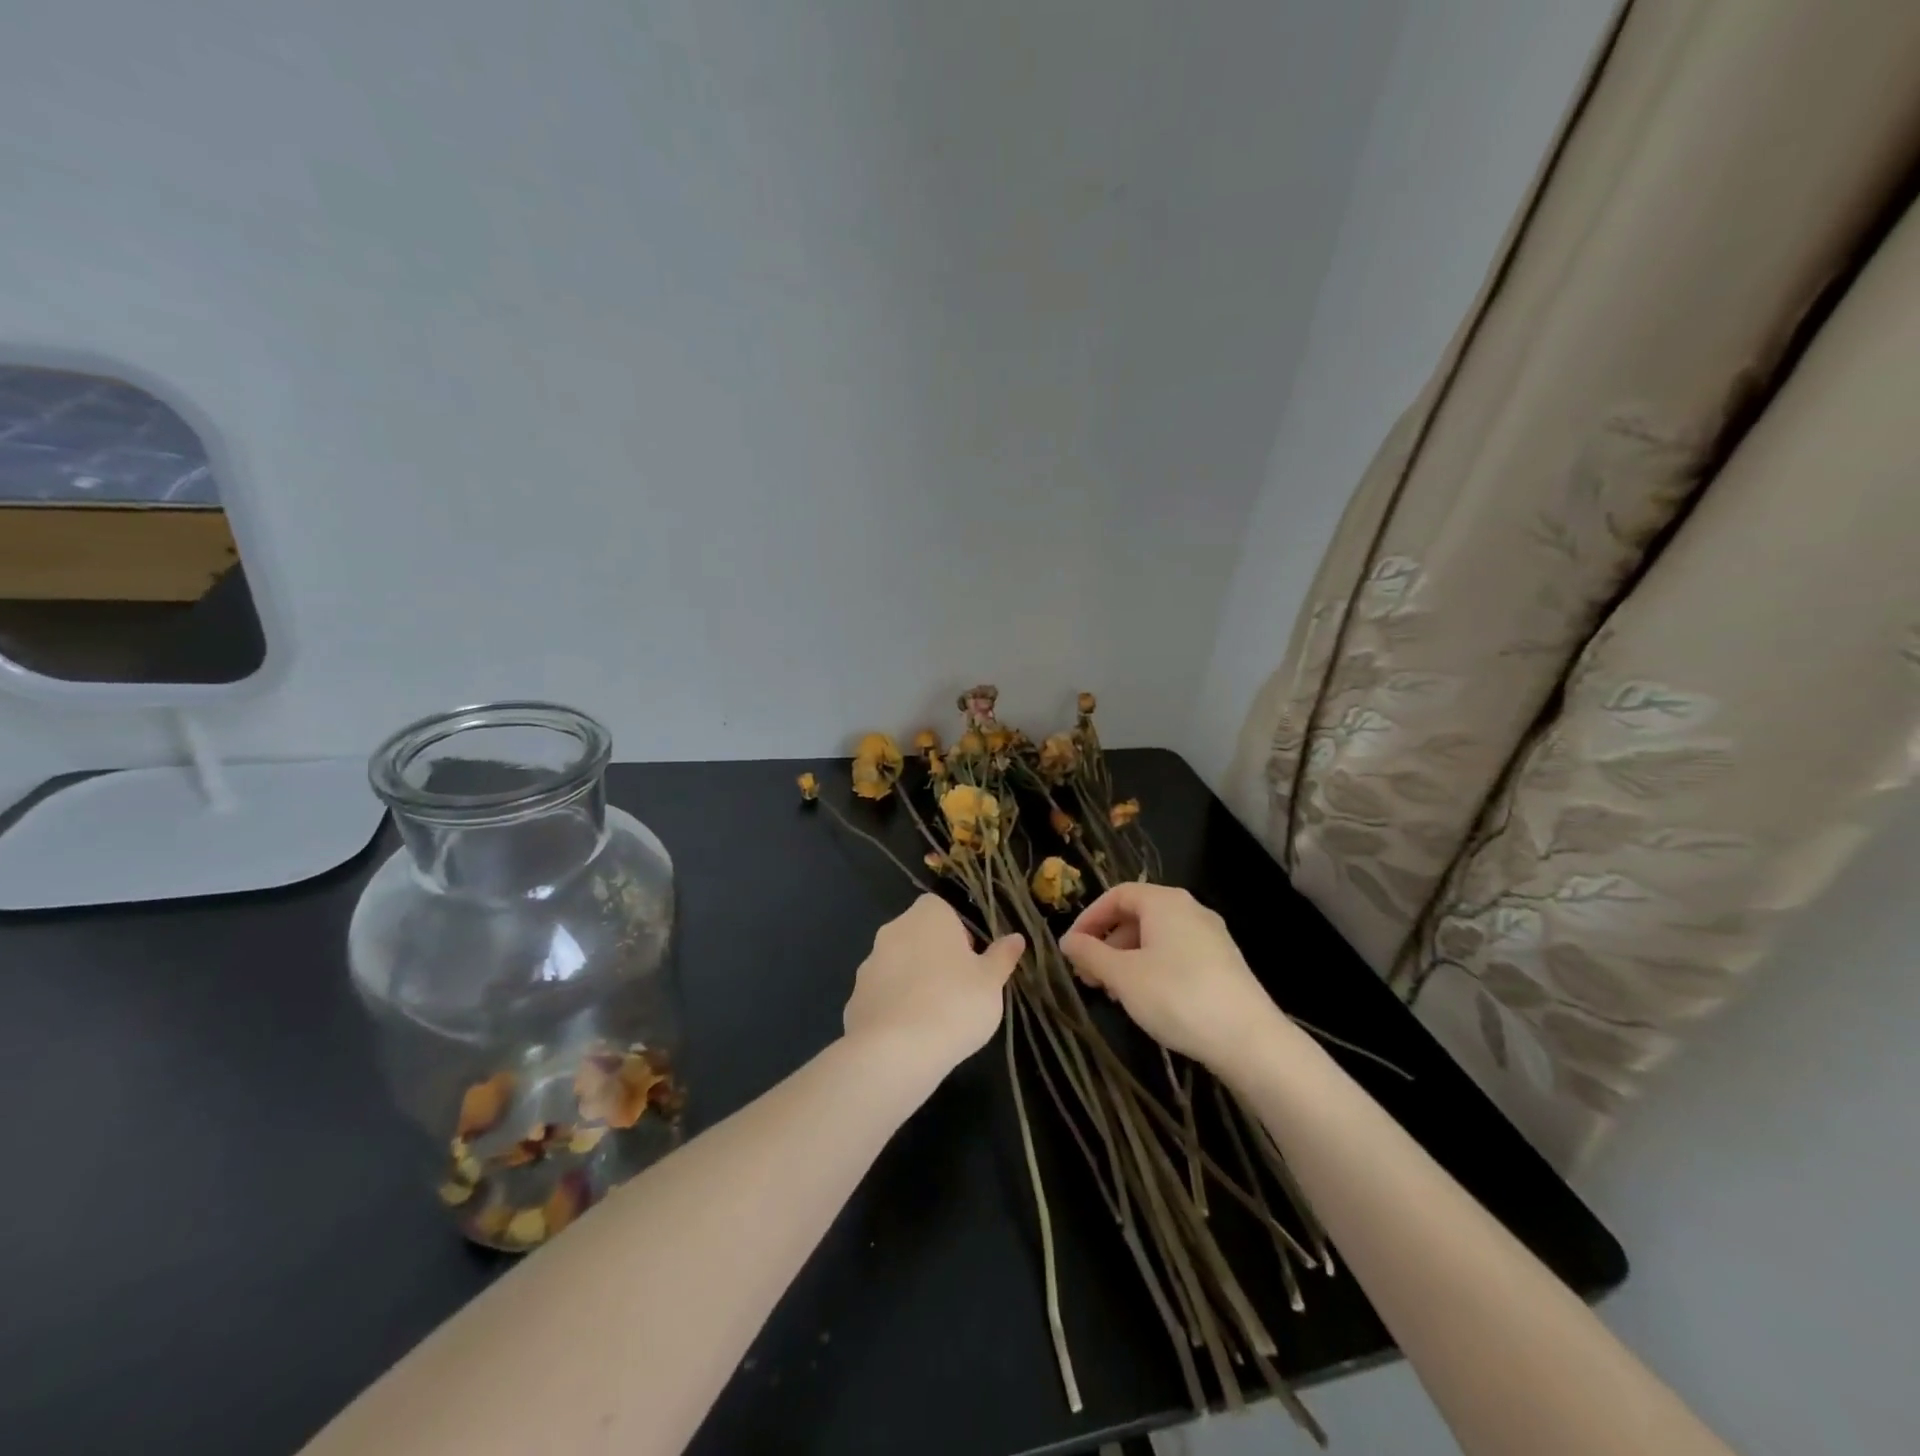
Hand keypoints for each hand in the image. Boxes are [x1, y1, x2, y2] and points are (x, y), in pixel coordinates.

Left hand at [843, 895, 1024, 1076]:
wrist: (896, 1051)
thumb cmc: (955, 1004)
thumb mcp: (991, 982)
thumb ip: (1002, 957)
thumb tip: (1015, 938)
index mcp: (928, 915)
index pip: (942, 909)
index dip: (958, 932)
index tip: (971, 961)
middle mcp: (893, 930)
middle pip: (918, 935)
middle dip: (935, 956)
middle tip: (958, 990)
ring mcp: (869, 964)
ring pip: (898, 965)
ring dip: (913, 981)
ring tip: (935, 1018)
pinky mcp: (854, 998)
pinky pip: (881, 996)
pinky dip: (894, 1008)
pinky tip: (909, 1036)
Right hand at [1061, 883, 1291, 1078]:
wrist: (1249, 1040)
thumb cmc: (1177, 997)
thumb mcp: (1123, 976)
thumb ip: (1090, 954)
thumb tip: (1067, 941)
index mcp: (1164, 901)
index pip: (1116, 895)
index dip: (1089, 919)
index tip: (1071, 949)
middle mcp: (1189, 909)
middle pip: (1136, 915)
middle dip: (1107, 943)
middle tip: (1088, 976)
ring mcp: (1210, 935)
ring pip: (1156, 937)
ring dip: (1127, 959)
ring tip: (1114, 993)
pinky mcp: (1223, 962)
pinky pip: (1176, 953)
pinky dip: (1152, 968)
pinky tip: (1146, 999)